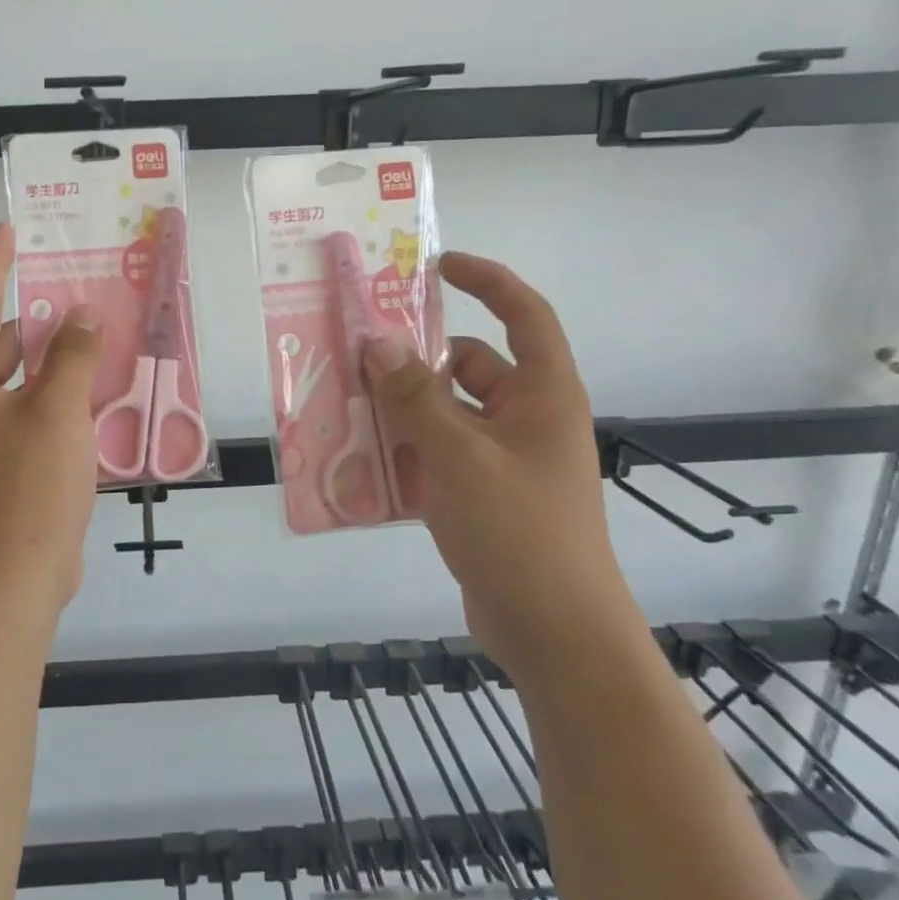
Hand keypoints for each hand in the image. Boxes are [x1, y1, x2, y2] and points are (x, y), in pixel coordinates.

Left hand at [0, 224, 103, 618]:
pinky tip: (93, 385)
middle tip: (79, 289)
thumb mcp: (58, 410)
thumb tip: (81, 315)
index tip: (7, 229)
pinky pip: (27, 408)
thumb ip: (71, 354)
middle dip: (37, 318)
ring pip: (16, 377)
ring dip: (52, 358)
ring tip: (95, 332)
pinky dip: (54, 393)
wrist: (16, 578)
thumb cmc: (29, 486)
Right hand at [366, 253, 639, 677]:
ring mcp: (502, 459)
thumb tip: (377, 343)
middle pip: (469, 366)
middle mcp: (526, 418)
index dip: (486, 280)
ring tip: (343, 402)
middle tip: (357, 350)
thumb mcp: (460, 457)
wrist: (555, 634)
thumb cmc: (520, 532)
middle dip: (416, 358)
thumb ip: (416, 398)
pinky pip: (436, 454)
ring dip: (400, 407)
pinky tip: (358, 457)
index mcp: (543, 395)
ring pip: (445, 413)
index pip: (523, 314)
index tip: (436, 266)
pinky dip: (403, 450)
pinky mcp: (481, 495)